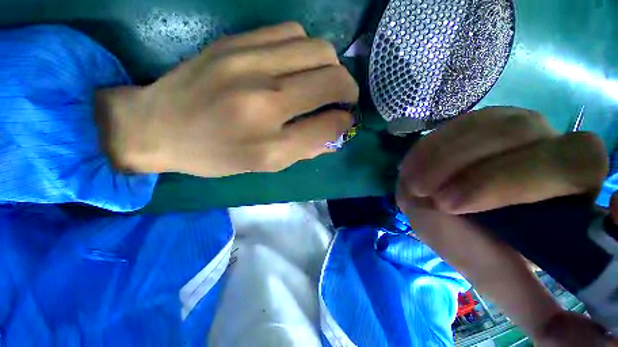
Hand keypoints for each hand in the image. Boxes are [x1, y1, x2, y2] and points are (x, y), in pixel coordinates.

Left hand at [95, 22, 357, 176]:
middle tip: (342, 98)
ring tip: (321, 81)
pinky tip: (296, 65)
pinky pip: (292, 32)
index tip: (345, 120)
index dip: (345, 121)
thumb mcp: (265, 165)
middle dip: (348, 89)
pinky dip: (306, 49)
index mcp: (271, 142)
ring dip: (330, 66)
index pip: (329, 124)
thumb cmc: (216, 154)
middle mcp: (265, 99)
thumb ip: (305, 149)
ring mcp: (250, 61)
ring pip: (318, 48)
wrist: (159, 126)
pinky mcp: (237, 41)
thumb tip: (335, 133)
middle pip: (332, 78)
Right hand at [396, 107, 611, 343]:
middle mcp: (547, 143)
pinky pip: (455, 125)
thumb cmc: (470, 243)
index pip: (579, 160)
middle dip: (483, 176)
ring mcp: (506, 124)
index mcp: (570, 186)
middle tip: (439, 202)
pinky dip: (431, 148)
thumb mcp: (507, 286)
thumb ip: (550, 322)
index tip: (469, 207)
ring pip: (487, 126)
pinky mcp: (472, 120)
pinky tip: (414, 166)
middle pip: (528, 139)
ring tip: (416, 185)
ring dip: (446, 159)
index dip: (530, 179)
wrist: (433, 207)